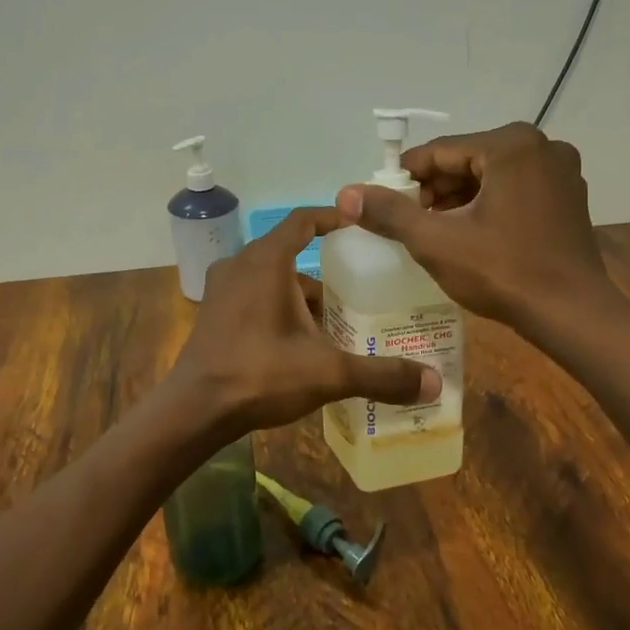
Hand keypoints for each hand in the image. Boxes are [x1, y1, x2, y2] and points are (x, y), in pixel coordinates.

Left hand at [169, 208, 440, 437]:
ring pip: (272, 280)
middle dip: (326, 273)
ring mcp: (222, 290)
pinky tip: (300, 344)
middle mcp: (240, 265)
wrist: (194, 410)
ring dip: (302, 297)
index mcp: (266, 261)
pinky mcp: (213, 314)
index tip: (361, 227)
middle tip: (360, 290)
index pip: (303, 220)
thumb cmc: (260, 375)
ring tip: (336, 325)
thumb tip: (434, 383)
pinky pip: (254, 298)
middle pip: (291, 254)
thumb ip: (381, 375)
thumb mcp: (327, 372)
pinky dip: (280, 310)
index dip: (334, 218)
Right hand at [334, 123, 611, 334]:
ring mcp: (561, 171)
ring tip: (435, 233)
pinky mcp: (569, 196)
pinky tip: (472, 235)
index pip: (439, 152)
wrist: (572, 314)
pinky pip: (515, 189)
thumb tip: (345, 193)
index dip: (405, 179)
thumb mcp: (437, 242)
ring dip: (459, 200)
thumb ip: (390, 213)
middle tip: (410, 224)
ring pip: (490, 176)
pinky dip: (488, 205)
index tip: (383, 206)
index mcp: (510, 145)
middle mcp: (541, 146)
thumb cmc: (503, 273)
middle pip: (467, 161)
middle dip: (434, 191)